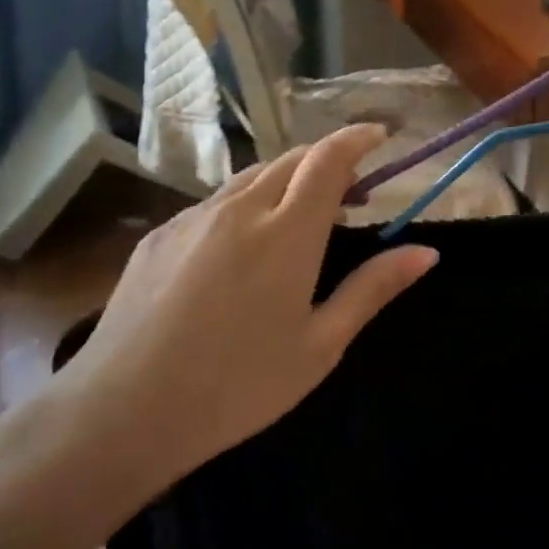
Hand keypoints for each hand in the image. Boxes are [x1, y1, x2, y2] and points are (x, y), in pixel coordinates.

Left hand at [0, 124, 436, 548]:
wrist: (121, 412)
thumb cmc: (237, 385)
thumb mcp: (320, 344)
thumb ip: (373, 288)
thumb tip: (427, 252)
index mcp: (287, 231)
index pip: (329, 158)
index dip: (358, 137)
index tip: (380, 135)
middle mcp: (241, 208)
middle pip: (292, 159)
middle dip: (327, 161)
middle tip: (350, 193)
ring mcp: (194, 217)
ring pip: (252, 177)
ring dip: (287, 181)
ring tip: (299, 219)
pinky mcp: (160, 235)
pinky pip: (215, 203)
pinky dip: (246, 204)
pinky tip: (241, 250)